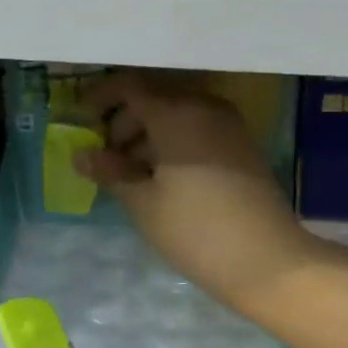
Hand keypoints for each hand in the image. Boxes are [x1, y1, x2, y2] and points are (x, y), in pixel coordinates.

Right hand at [77, 71, 335, 320]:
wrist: (267, 261)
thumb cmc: (195, 230)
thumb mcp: (143, 203)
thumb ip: (111, 172)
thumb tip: (81, 155)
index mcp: (177, 113)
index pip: (130, 86)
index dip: (100, 98)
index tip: (80, 120)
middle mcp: (205, 107)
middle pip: (155, 99)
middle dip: (124, 122)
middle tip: (104, 157)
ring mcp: (229, 126)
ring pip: (178, 116)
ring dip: (148, 136)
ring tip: (129, 175)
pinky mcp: (242, 148)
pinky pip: (198, 132)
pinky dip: (174, 145)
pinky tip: (161, 179)